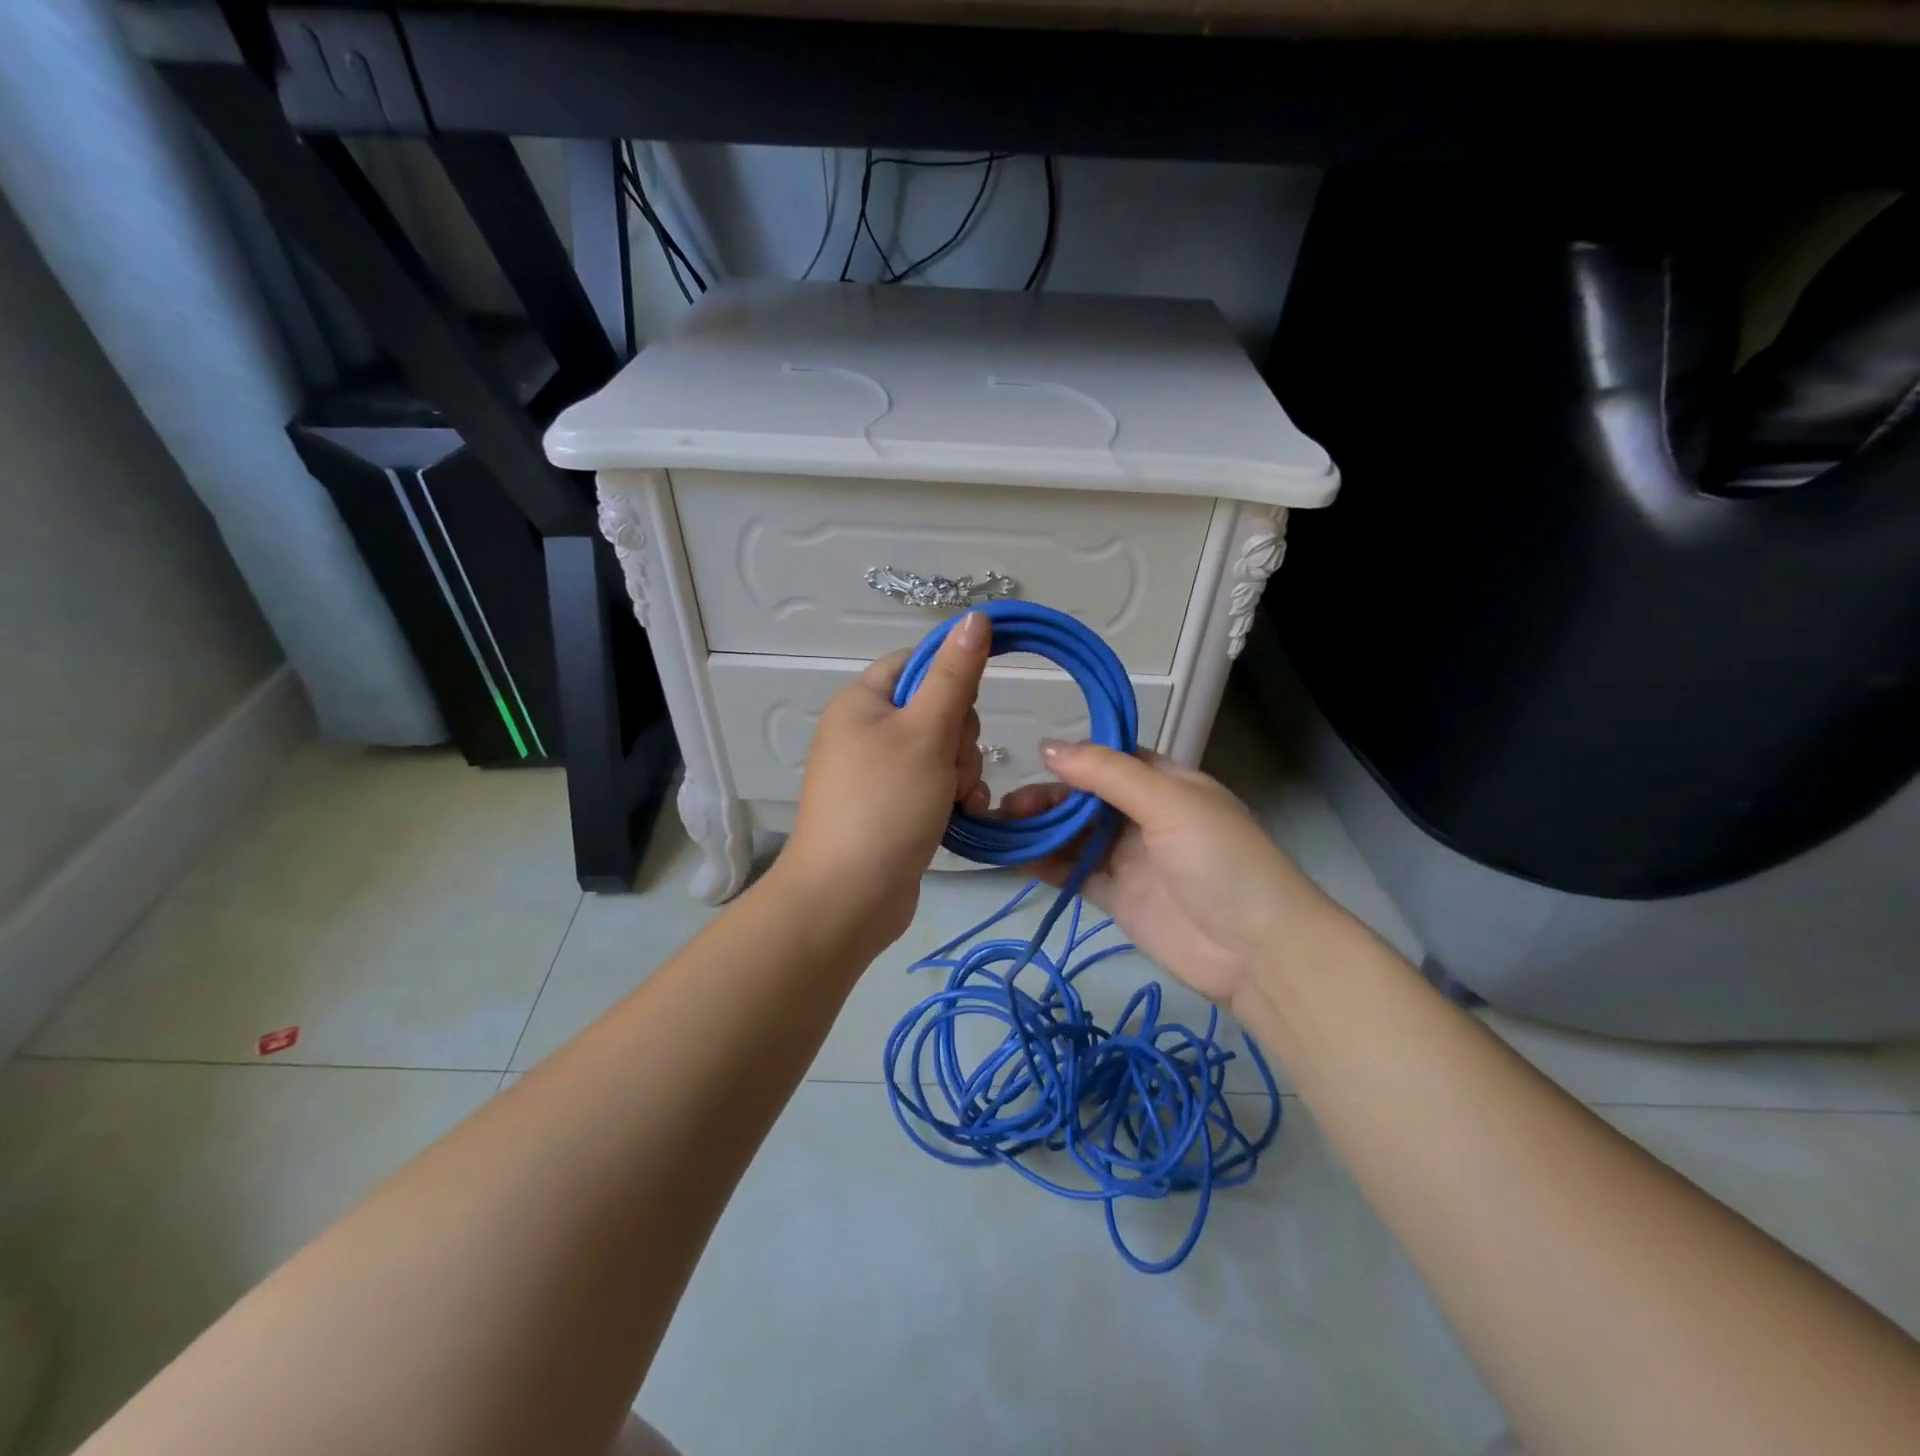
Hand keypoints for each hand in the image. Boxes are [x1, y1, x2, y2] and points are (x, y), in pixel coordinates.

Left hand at [775, 611, 993, 948]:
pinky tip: (962, 815)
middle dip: (959, 738)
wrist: (848, 898)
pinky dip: (953, 797)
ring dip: (961, 772)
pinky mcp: (892, 808)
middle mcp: (865, 732)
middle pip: (935, 709)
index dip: (951, 679)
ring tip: (955, 799)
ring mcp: (877, 773)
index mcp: (862, 701)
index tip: (968, 708)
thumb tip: (975, 616)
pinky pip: (934, 785)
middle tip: (951, 766)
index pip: (918, 663)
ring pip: (942, 750)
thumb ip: (955, 675)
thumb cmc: (885, 804)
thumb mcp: (926, 732)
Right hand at [1001, 742, 1340, 1005]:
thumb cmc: (1220, 859)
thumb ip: (1108, 774)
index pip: (1111, 760)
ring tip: (1001, 828)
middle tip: (1008, 806)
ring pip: (1074, 835)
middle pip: (1085, 798)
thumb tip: (1048, 747)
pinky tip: (1014, 857)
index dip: (1073, 758)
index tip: (1032, 760)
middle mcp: (1144, 816)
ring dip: (1039, 829)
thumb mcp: (1169, 802)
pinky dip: (1044, 863)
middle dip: (1048, 797)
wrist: (1255, 951)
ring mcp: (1129, 858)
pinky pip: (1073, 872)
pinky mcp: (1116, 897)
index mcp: (1165, 783)